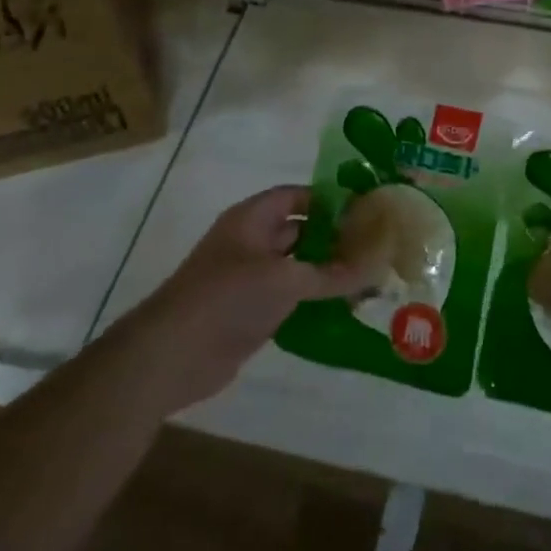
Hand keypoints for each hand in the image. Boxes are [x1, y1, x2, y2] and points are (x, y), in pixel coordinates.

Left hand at [113, 186, 374, 413]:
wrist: (173, 354)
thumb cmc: (227, 298)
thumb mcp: (284, 280)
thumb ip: (331, 273)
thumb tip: (376, 265)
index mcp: (252, 219)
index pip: (296, 196)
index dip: (329, 199)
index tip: (366, 209)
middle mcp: (251, 243)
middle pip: (300, 231)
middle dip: (335, 238)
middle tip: (377, 247)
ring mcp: (251, 279)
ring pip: (298, 267)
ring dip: (328, 273)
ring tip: (371, 279)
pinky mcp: (252, 312)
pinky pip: (291, 298)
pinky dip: (315, 301)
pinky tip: (346, 310)